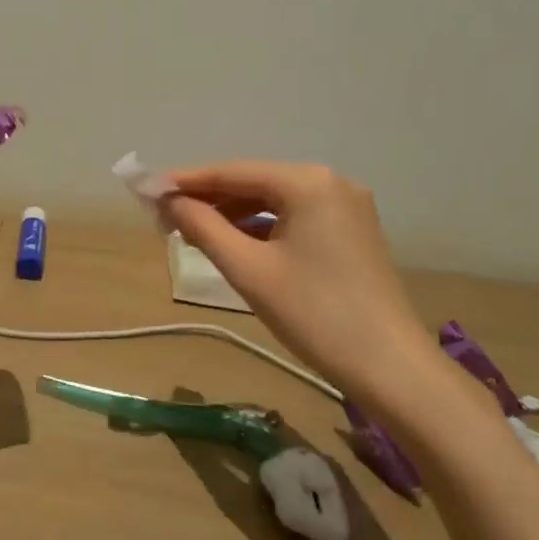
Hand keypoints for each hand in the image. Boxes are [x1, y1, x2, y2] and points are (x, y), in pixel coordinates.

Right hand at [160, 160, 435, 404]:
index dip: (187, 182)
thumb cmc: (314, 313)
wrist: (390, 368)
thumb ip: (203, 227)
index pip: (233, 172)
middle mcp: (330, 182)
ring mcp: (345, 207)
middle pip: (254, 183)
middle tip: (165, 218)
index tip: (148, 191)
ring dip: (232, 215)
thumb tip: (168, 201)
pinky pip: (293, 218)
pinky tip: (234, 244)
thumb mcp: (248, 269)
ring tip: (192, 234)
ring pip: (273, 201)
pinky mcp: (351, 232)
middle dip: (209, 199)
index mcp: (308, 182)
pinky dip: (260, 228)